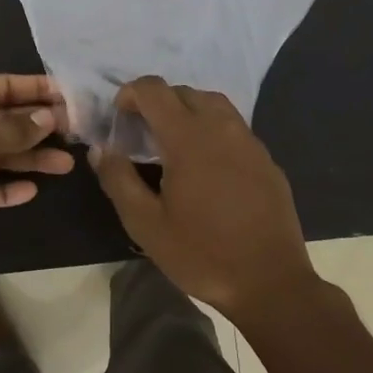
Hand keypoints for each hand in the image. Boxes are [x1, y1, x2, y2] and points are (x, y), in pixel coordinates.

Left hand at [0, 75, 72, 278]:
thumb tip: (48, 118)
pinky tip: (31, 190)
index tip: (67, 94)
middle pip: (1, 120)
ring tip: (66, 165)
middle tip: (74, 130)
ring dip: (30, 159)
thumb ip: (16, 128)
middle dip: (36, 126)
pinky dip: (7, 187)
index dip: (33, 89)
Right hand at [91, 76, 318, 321]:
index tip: (119, 115)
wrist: (271, 282)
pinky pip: (233, 127)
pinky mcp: (266, 159)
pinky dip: (212, 128)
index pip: (155, 90)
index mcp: (188, 138)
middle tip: (141, 131)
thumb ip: (119, 180)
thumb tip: (101, 149)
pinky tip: (207, 164)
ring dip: (187, 109)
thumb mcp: (146, 224)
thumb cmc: (202, 254)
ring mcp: (249, 142)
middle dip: (158, 101)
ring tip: (173, 140)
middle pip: (184, 92)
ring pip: (213, 104)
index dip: (131, 93)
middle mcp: (221, 128)